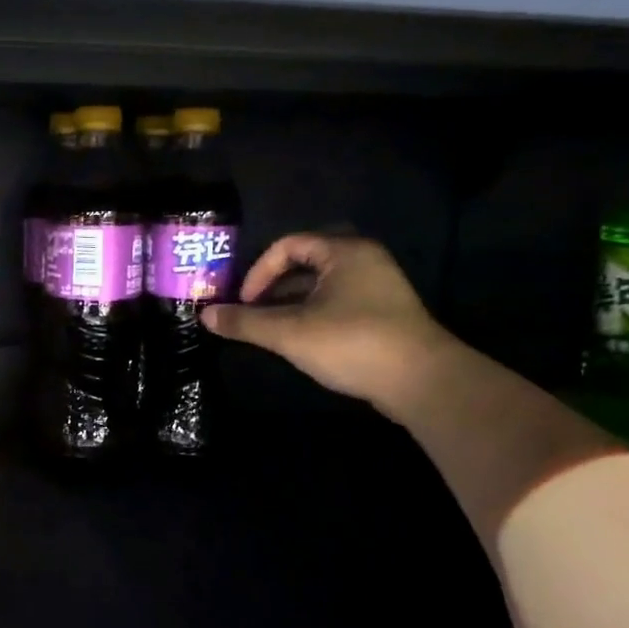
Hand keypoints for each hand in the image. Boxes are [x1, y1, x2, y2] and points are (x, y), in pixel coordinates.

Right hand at [202, 234, 452, 417]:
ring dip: (291, 305)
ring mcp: (379, 288)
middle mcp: (364, 261)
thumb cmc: (353, 343)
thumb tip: (204, 315)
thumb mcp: (290, 332)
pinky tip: (302, 342)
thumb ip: (245, 322)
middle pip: (305, 264)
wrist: (424, 382)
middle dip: (272, 289)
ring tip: (270, 331)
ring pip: (321, 288)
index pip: (288, 245)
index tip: (244, 302)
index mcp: (344, 252)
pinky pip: (338, 304)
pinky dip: (313, 316)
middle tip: (251, 314)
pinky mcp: (385, 315)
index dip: (259, 271)